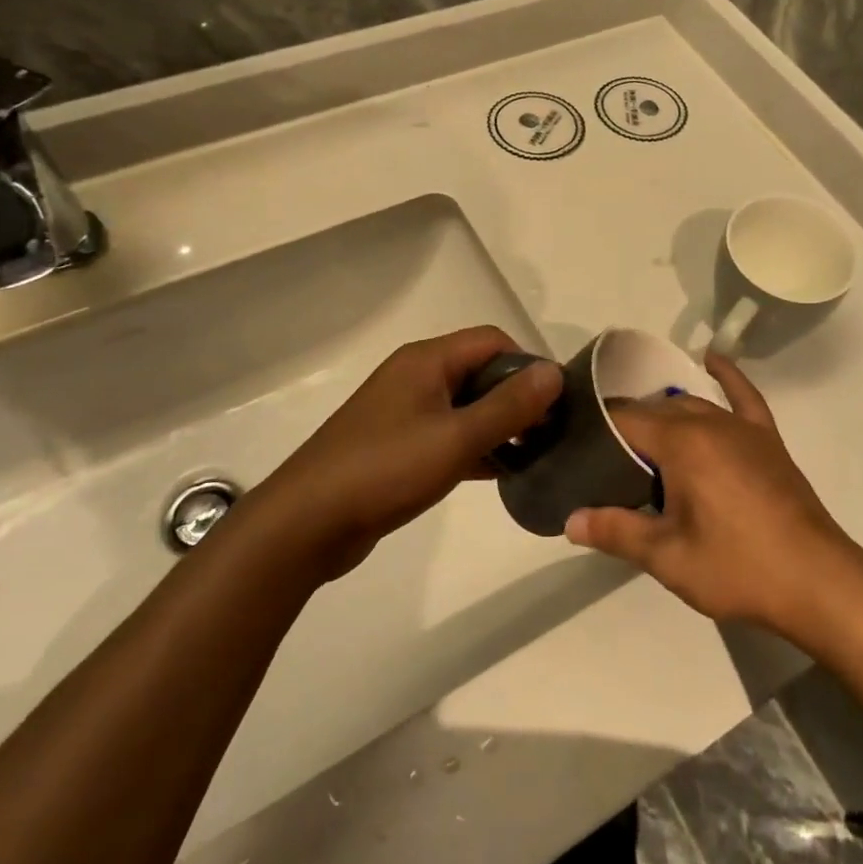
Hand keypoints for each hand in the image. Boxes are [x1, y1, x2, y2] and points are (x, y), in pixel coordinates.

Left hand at [259, 326, 560, 579]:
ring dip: (499, 425)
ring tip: (535, 455)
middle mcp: (416, 377)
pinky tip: (502, 474)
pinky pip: (449, 435)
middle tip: (549, 433)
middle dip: (517, 397)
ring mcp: (405, 412)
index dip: (528, 365)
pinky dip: (476, 448)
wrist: (307, 523)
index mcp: (427, 360)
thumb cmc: (385, 469)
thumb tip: (555, 372)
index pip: (493, 341)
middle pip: (481, 371)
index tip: (554, 403)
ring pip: (467, 406)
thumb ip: (509, 405)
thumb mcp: (457, 437)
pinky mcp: (399, 446)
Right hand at [565, 354, 862, 637]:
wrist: (817, 580)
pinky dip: (726, 376)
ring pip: (690, 404)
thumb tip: (570, 520)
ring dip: (663, 416)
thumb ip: (617, 532)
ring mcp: (742, 427)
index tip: (575, 448)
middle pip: (654, 411)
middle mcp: (709, 421)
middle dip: (626, 429)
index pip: (623, 420)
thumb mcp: (668, 557)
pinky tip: (712, 359)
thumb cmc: (737, 567)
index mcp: (681, 442)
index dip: (596, 431)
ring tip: (639, 443)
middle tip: (604, 462)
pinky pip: (743, 396)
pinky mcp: (767, 439)